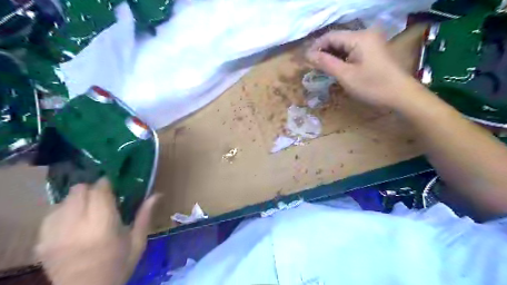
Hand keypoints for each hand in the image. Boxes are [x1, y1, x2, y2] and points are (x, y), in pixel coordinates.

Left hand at [36, 178, 157, 284]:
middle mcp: (76, 225)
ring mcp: (55, 234)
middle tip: (101, 197)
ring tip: (87, 209)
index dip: (106, 183)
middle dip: (91, 189)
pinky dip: (62, 213)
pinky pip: (49, 216)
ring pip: (62, 201)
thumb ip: (145, 216)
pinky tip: (72, 221)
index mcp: (103, 225)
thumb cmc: (118, 266)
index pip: (99, 191)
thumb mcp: (137, 242)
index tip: (113, 184)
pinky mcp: (42, 243)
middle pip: (78, 191)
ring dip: (76, 200)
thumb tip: (157, 194)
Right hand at [305, 29, 419, 108]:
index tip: (306, 61)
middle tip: (312, 67)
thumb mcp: (346, 76)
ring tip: (321, 69)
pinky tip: (335, 68)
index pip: (330, 36)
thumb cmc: (372, 86)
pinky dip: (341, 58)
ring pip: (344, 45)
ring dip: (331, 56)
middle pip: (337, 39)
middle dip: (323, 52)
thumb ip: (326, 63)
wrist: (401, 95)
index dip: (316, 47)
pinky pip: (352, 50)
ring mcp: (371, 42)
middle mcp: (365, 34)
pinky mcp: (373, 50)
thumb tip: (308, 55)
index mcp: (359, 37)